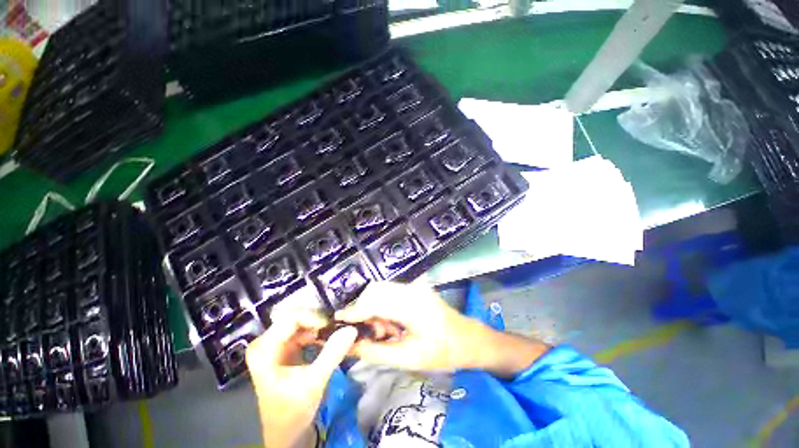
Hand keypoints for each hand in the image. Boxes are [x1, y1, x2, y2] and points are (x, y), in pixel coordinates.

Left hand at [246, 309, 357, 447]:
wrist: (285, 431)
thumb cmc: (293, 410)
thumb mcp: (314, 382)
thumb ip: (332, 354)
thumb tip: (351, 328)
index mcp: (264, 348)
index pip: (291, 317)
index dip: (315, 317)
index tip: (333, 326)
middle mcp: (265, 341)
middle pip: (296, 317)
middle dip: (319, 321)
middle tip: (337, 329)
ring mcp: (274, 343)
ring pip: (302, 322)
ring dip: (320, 327)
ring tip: (335, 334)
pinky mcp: (284, 347)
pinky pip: (303, 330)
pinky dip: (317, 333)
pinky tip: (327, 341)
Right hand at [335, 281, 488, 371]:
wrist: (467, 338)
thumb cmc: (441, 352)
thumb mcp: (407, 358)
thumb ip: (375, 351)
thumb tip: (349, 345)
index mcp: (412, 305)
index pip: (374, 302)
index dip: (354, 311)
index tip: (337, 321)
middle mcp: (411, 289)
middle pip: (375, 290)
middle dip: (364, 310)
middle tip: (369, 333)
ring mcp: (414, 286)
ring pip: (382, 290)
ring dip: (375, 309)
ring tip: (385, 332)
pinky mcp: (415, 288)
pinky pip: (391, 292)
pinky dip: (384, 307)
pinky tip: (393, 324)